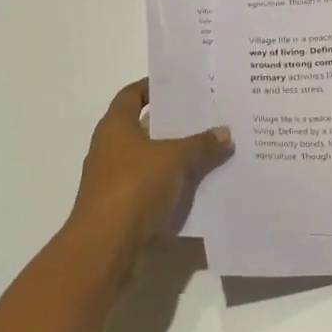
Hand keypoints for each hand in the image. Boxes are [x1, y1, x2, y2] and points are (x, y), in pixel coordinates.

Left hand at [65, 79, 231, 258]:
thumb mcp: (175, 158)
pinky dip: (174, 182)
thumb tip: (226, 133)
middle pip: (145, 126)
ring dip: (177, 154)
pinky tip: (202, 180)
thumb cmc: (134, 186)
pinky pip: (154, 185)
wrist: (106, 247)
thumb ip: (202, 144)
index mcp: (115, 126)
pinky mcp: (124, 206)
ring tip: (212, 145)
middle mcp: (111, 148)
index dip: (153, 86)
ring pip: (152, 158)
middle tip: (208, 113)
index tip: (181, 84)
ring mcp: (115, 179)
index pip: (132, 94)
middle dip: (175, 122)